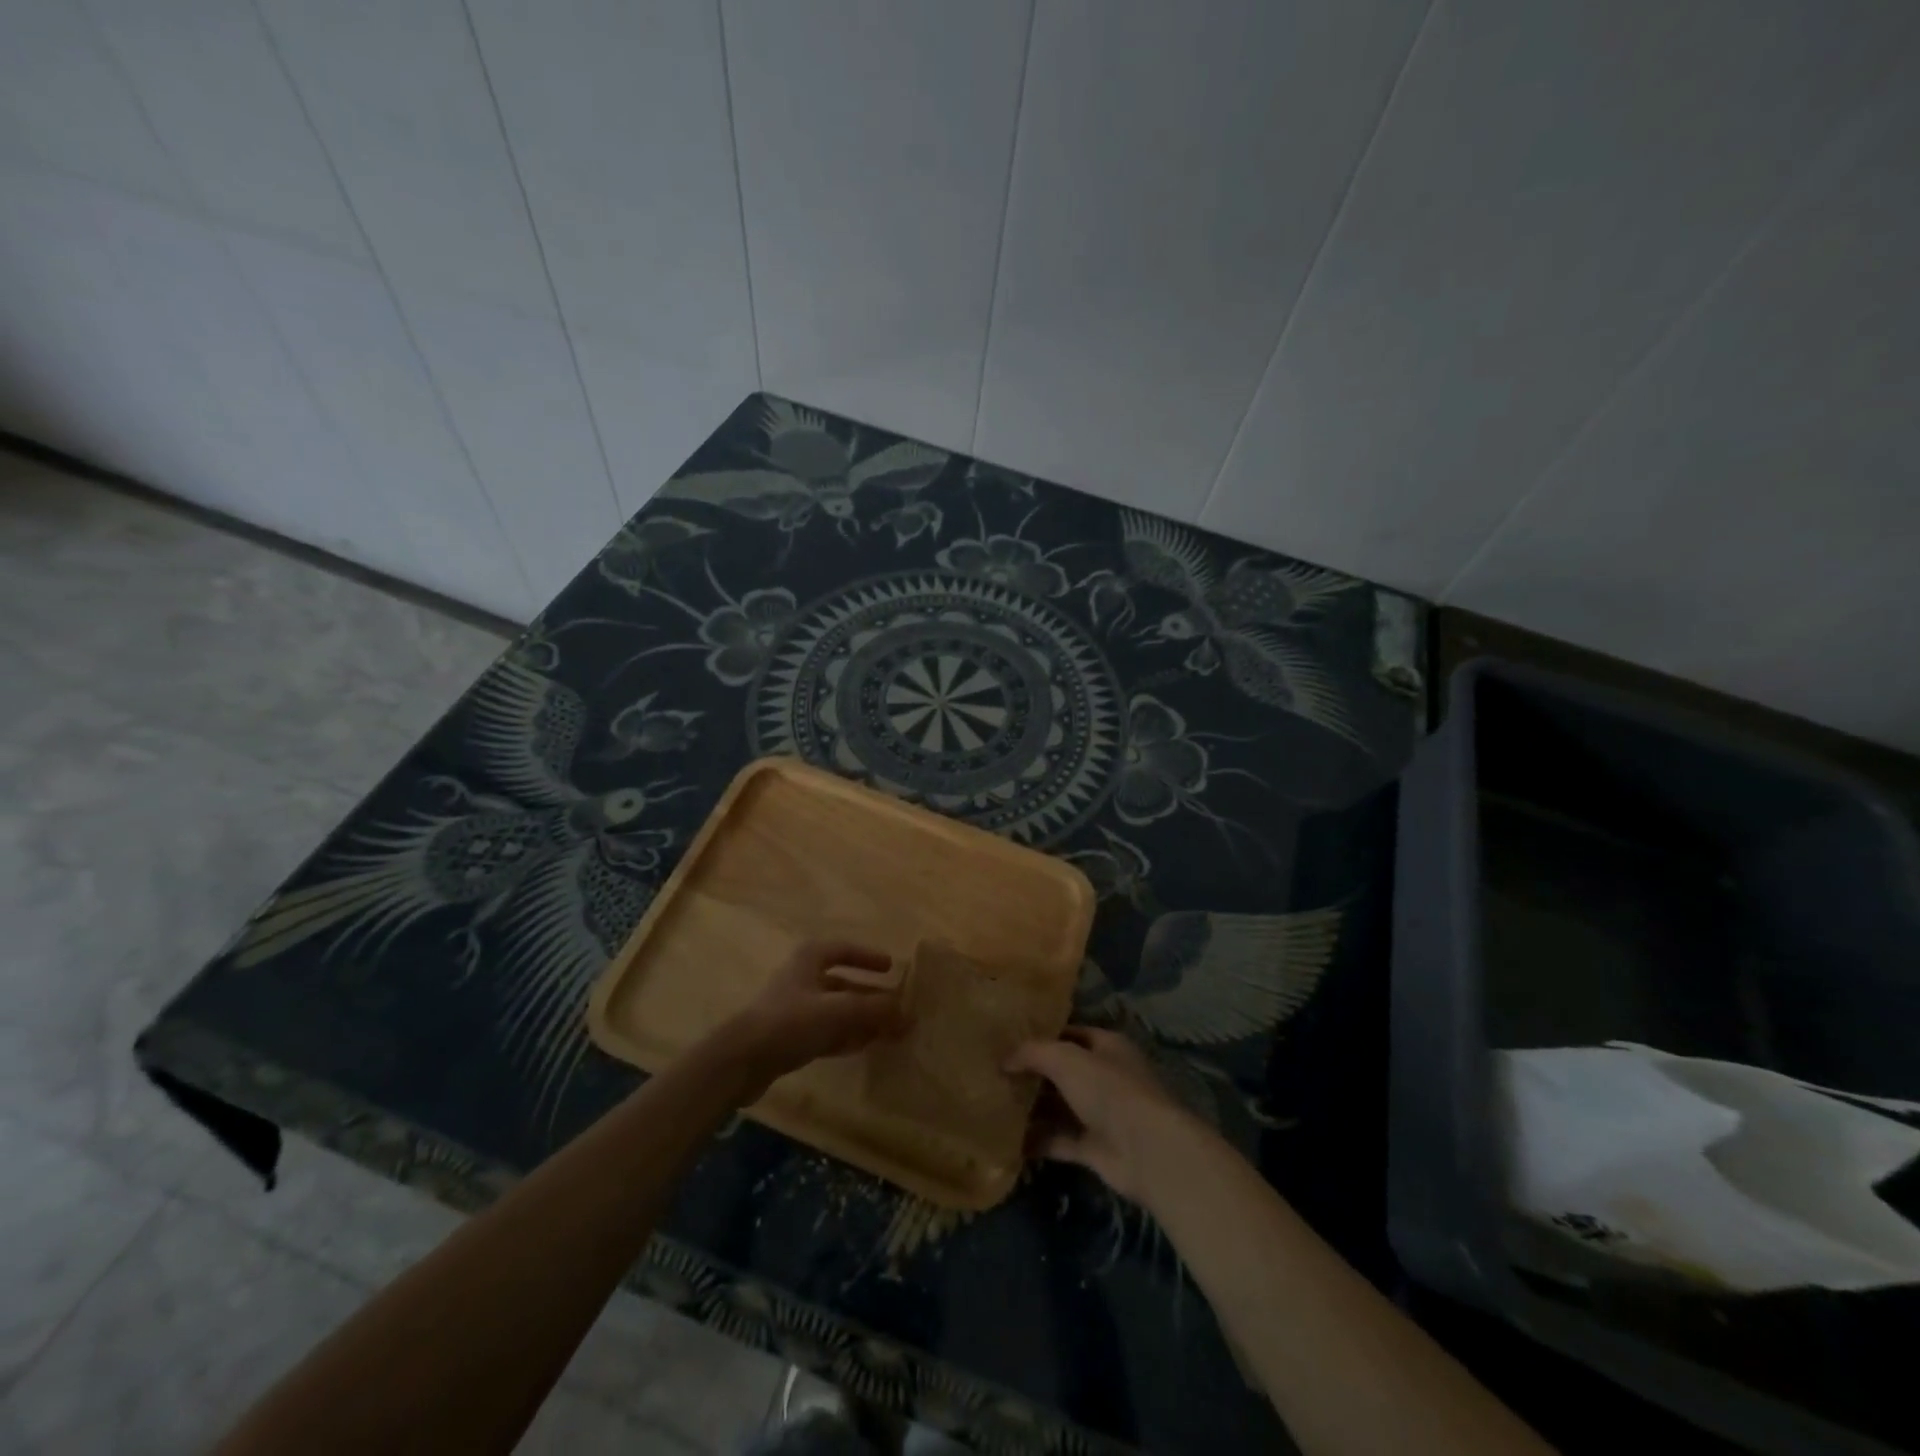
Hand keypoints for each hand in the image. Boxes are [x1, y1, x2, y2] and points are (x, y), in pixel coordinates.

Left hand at [717, 940, 906, 1097]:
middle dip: (871, 997)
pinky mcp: (789, 1039)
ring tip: (889, 1032)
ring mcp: (795, 1011)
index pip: (843, 949)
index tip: (890, 967)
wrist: (740, 1061)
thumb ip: (874, 1010)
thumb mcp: (837, 1011)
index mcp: (809, 960)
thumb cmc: (789, 1021)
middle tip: (898, 1009)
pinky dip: (847, 1037)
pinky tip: (865, 1046)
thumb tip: (909, 1013)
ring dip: (862, 1020)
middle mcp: (802, 980)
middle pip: (844, 984)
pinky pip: (826, 1033)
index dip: (867, 956)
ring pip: (837, 1011)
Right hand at [1007, 1027, 1197, 1202]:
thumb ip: (1033, 1053)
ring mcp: (1101, 1114)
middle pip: (1063, 1072)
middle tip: (994, 1074)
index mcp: (1107, 1046)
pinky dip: (1037, 1140)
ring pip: (1060, 1107)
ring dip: (1032, 1108)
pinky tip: (1006, 1139)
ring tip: (993, 1105)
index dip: (1041, 1037)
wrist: (1146, 1150)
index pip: (1069, 1034)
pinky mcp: (1094, 1148)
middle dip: (1033, 1074)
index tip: (1007, 1042)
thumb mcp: (1065, 1059)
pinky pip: (1059, 1140)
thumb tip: (1004, 1059)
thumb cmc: (1109, 1090)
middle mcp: (1105, 1077)